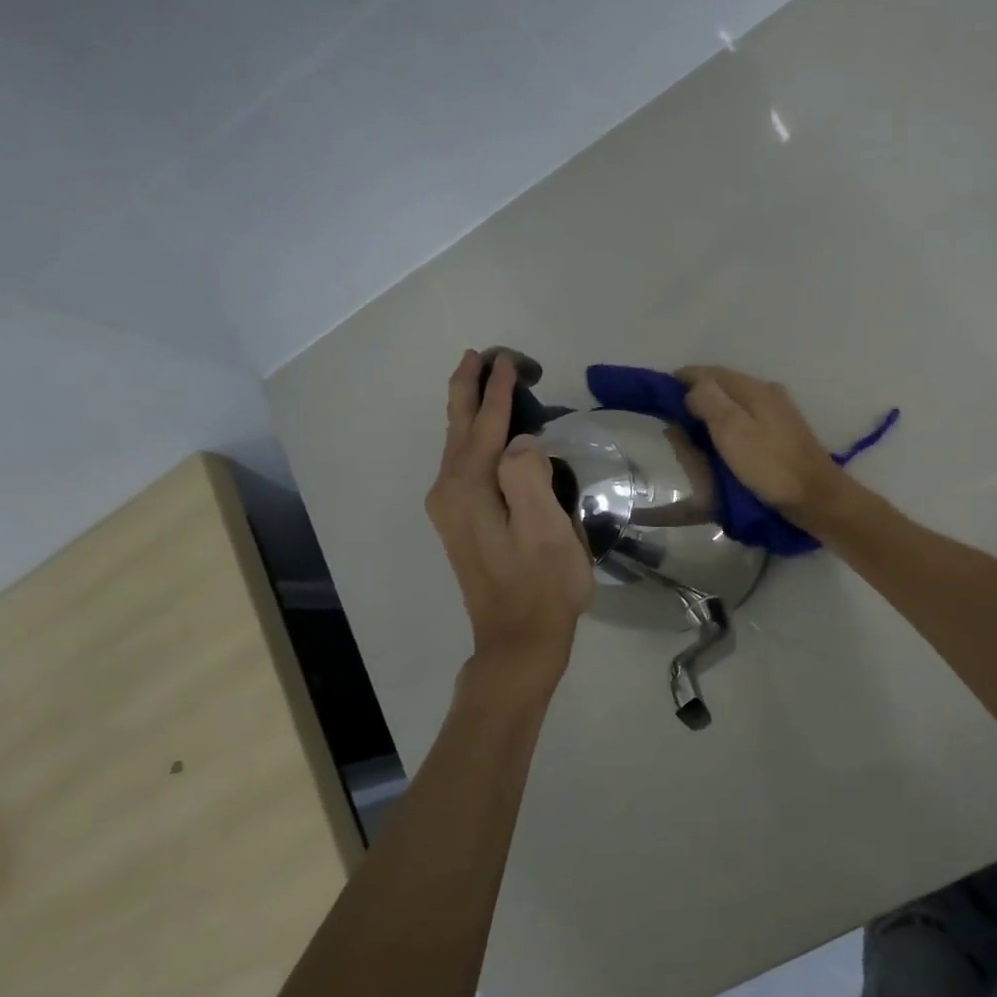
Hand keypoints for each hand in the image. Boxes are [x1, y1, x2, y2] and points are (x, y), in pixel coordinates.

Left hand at [427, 350, 593, 678]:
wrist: (519, 640)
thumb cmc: (542, 585)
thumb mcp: (546, 529)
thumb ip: (528, 475)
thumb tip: (520, 441)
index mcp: (469, 488)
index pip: (485, 426)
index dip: (498, 391)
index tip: (509, 359)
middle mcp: (450, 492)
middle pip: (458, 429)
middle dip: (468, 389)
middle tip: (478, 355)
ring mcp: (451, 510)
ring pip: (457, 446)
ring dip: (468, 411)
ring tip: (479, 381)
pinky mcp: (461, 524)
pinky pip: (462, 465)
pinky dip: (471, 438)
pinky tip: (481, 436)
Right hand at [676, 367, 855, 525]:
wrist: (818, 498)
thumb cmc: (771, 465)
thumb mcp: (732, 430)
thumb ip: (708, 401)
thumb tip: (691, 388)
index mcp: (754, 389)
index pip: (709, 372)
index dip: (680, 380)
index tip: (657, 395)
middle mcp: (767, 393)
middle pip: (722, 387)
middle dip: (694, 397)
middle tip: (671, 418)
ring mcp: (778, 414)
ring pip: (734, 405)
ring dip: (710, 413)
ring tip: (689, 433)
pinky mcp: (783, 436)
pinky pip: (745, 422)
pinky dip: (726, 428)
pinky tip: (719, 445)